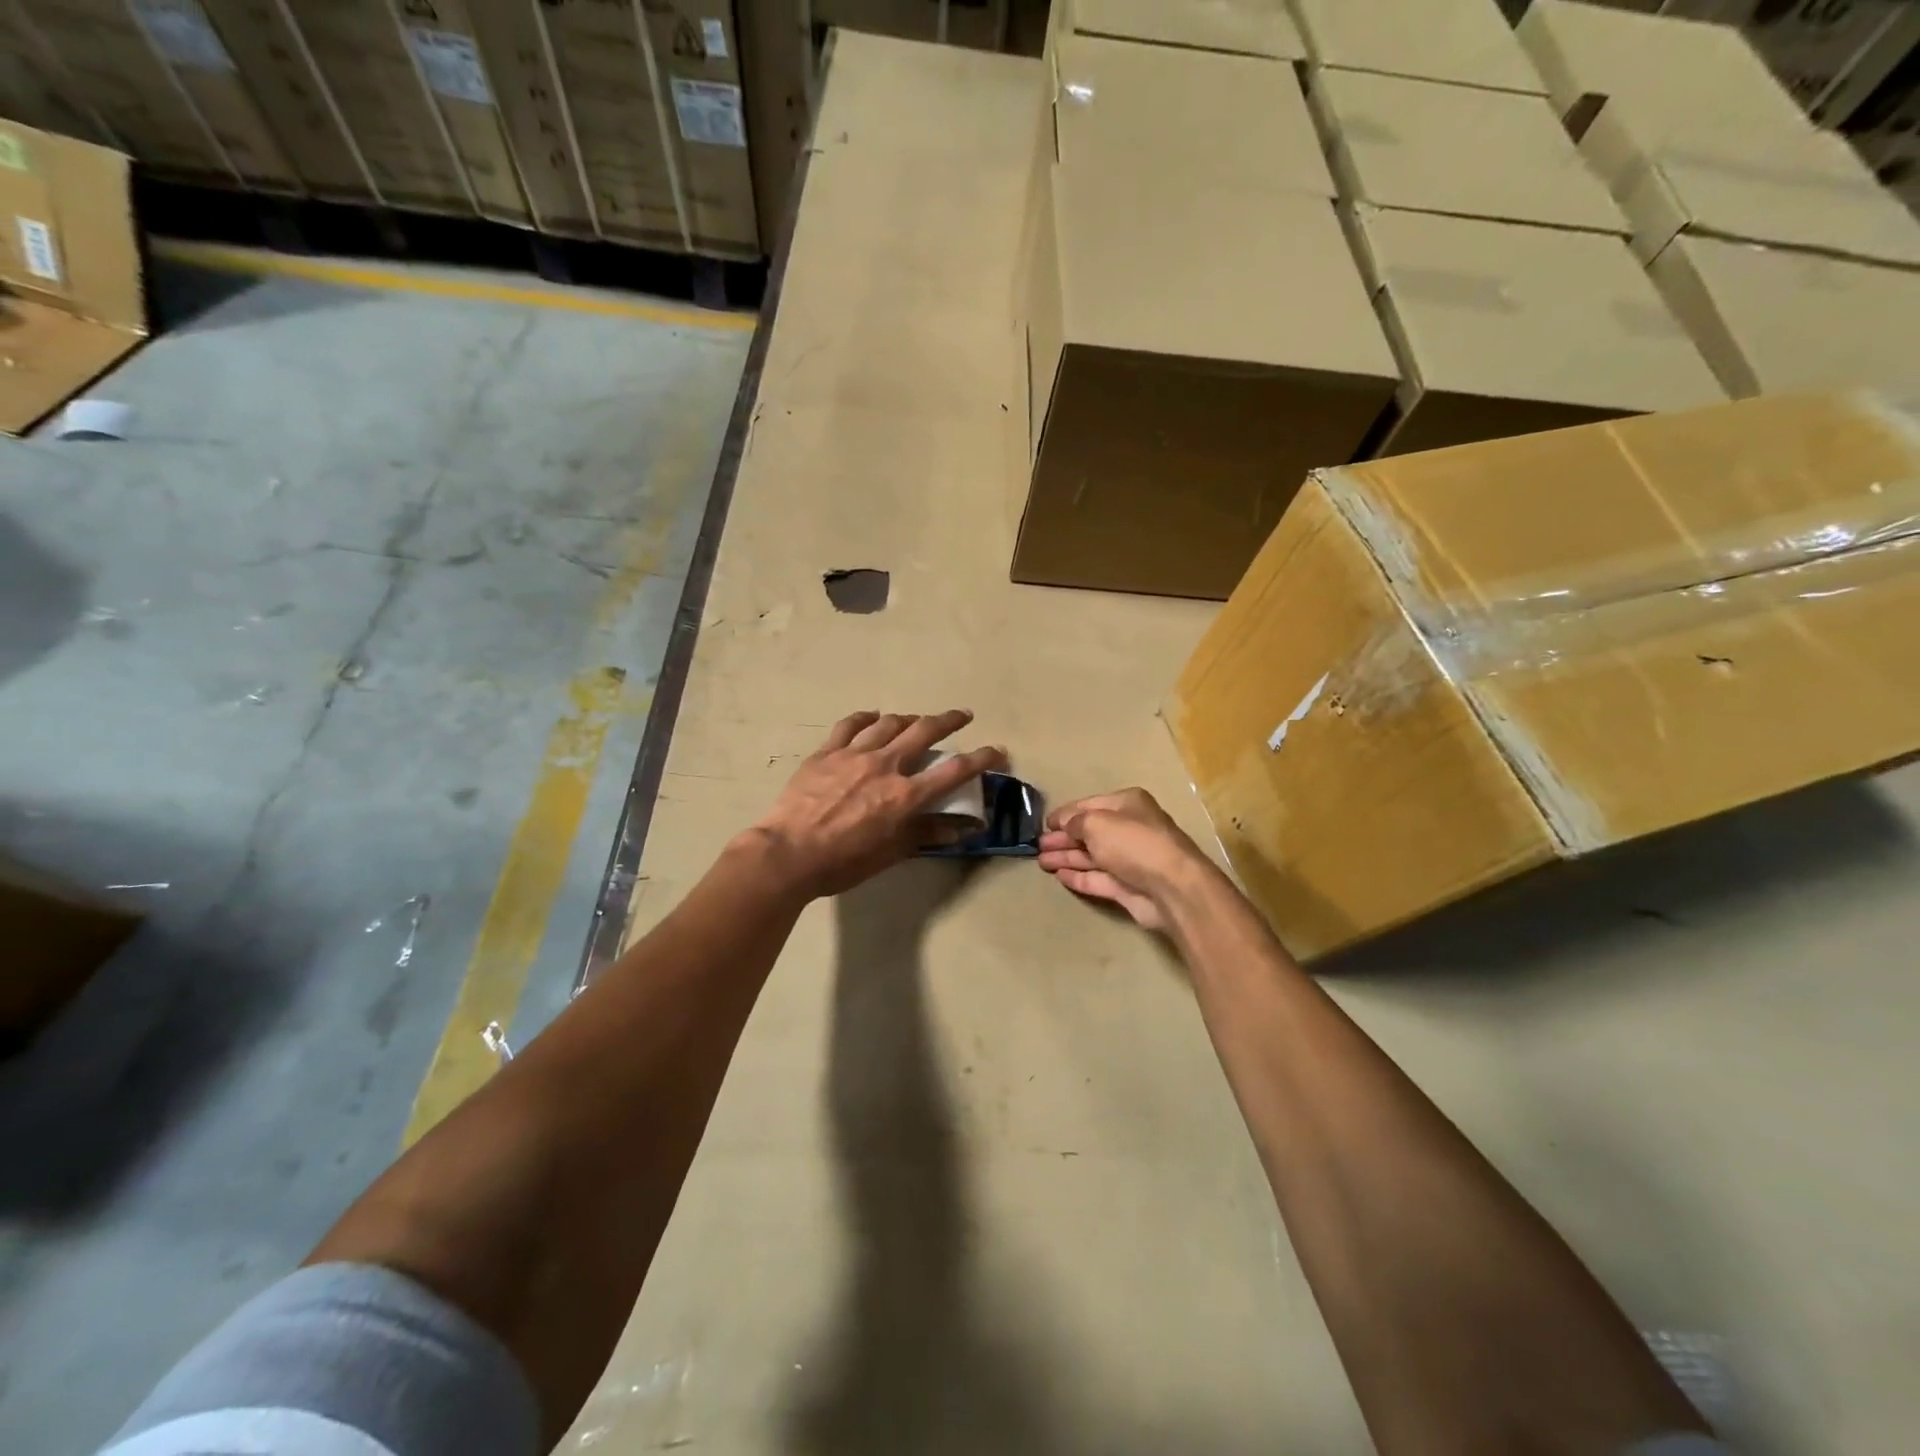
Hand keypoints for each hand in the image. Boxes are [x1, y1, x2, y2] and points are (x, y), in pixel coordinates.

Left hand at [746, 710, 1006, 898]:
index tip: (997, 751)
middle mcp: (885, 765)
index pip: (955, 770)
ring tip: (917, 720)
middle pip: (925, 731)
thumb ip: (928, 834)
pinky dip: (866, 718)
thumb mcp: (891, 853)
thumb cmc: (843, 862)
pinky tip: (872, 717)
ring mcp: (853, 754)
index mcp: (905, 795)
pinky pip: (850, 725)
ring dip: (909, 718)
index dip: (982, 758)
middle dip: (949, 720)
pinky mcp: (826, 752)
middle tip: (962, 715)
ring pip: (889, 723)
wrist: (788, 854)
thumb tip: (964, 828)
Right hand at [1037, 788, 1215, 930]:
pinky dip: (1078, 876)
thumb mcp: (1096, 822)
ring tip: (1041, 862)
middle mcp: (1129, 829)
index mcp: (1127, 804)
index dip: (1065, 814)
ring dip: (1066, 857)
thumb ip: (1075, 822)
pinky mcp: (1127, 887)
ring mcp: (1128, 860)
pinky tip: (1059, 875)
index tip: (1044, 823)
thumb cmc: (1133, 843)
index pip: (1089, 805)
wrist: (1170, 887)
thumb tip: (1065, 825)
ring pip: (1091, 856)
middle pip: (1089, 832)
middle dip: (1063, 838)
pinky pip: (1096, 878)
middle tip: (1038, 846)